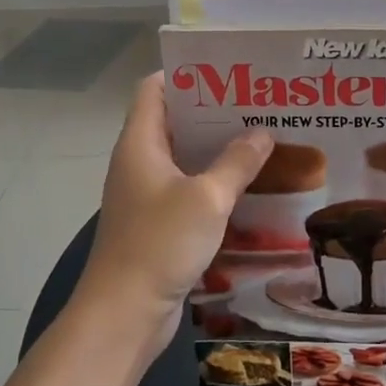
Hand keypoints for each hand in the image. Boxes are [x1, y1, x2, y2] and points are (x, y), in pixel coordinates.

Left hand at [77, 74, 271, 355]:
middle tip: (257, 104)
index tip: (227, 71)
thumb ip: (237, 162)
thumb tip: (262, 133)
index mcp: (140, 143)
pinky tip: (249, 186)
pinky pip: (188, 189)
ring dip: (217, 149)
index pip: (155, 89)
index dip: (186, 73)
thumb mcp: (207, 198)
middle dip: (213, 111)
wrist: (124, 314)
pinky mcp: (157, 222)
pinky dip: (214, 182)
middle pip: (174, 121)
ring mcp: (146, 194)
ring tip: (262, 138)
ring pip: (184, 157)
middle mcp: (139, 161)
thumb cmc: (160, 243)